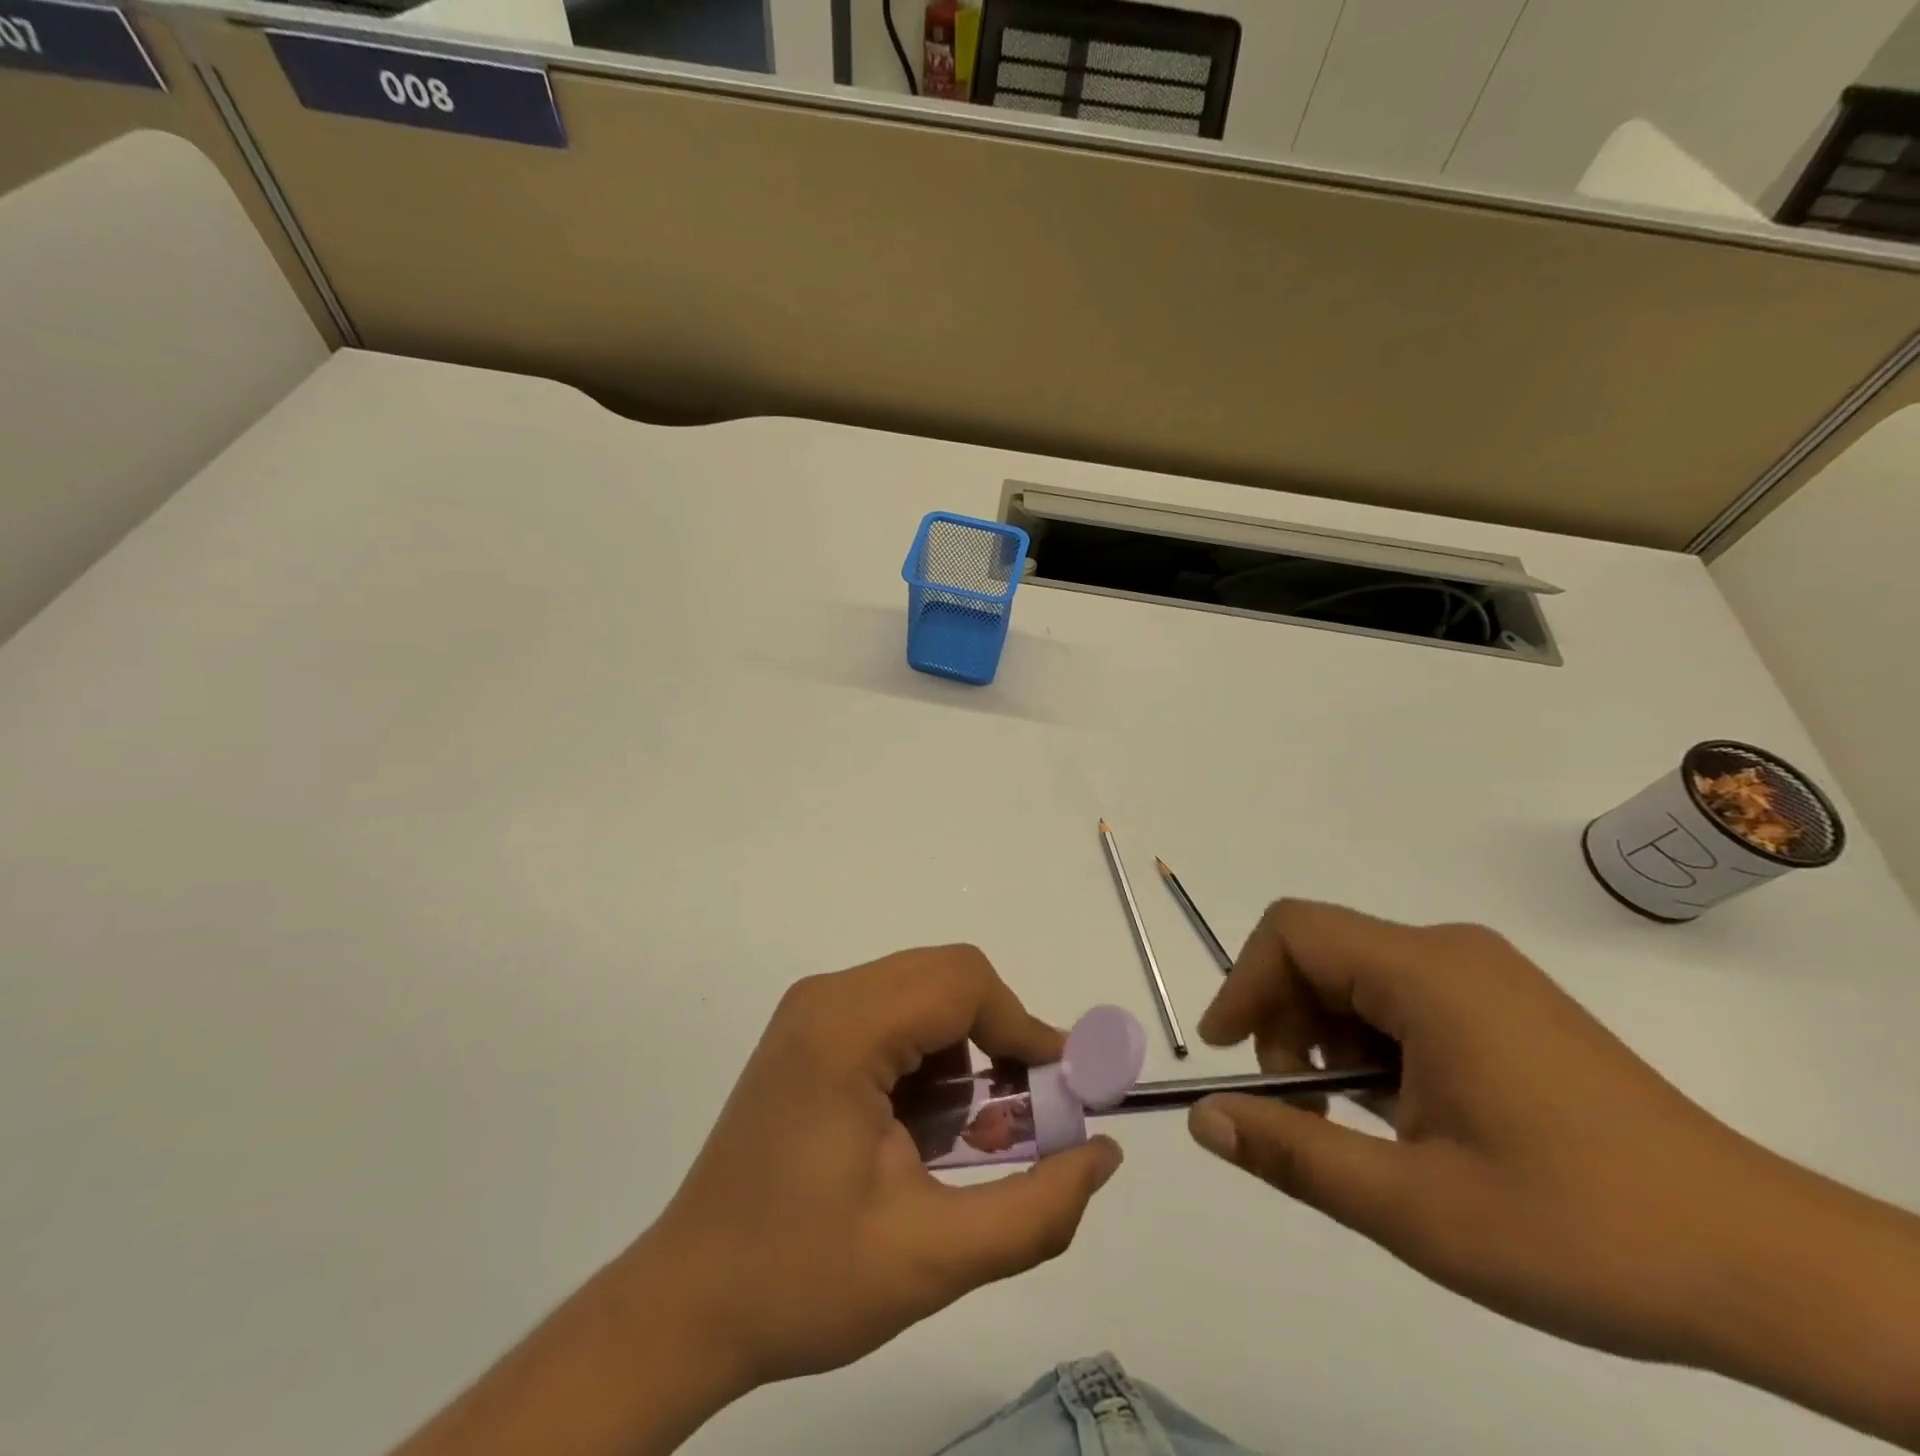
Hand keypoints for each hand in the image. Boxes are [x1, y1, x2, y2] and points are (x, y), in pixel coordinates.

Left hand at [643, 945, 1122, 1388]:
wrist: (686, 1304)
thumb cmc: (802, 1281)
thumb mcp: (933, 1257)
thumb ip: (1036, 1209)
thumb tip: (1104, 1155)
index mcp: (845, 1031)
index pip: (964, 984)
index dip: (1026, 1028)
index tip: (1062, 1093)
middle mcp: (825, 998)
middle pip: (946, 977)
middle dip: (998, 1039)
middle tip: (1021, 1117)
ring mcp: (809, 1011)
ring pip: (923, 993)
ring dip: (963, 1052)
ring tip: (961, 1137)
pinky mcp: (805, 1033)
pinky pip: (892, 1013)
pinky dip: (927, 1058)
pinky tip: (916, 1130)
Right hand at [1185, 900, 1772, 1365]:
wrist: (1772, 1271)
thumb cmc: (1583, 1231)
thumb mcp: (1416, 1208)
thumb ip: (1295, 1154)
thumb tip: (1204, 1120)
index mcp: (1428, 973)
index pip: (1293, 932)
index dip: (1243, 983)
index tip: (1227, 1055)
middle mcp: (1452, 954)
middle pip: (1322, 955)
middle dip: (1285, 1023)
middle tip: (1298, 1112)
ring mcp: (1485, 980)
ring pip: (1360, 982)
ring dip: (1328, 1043)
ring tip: (1351, 1128)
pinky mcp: (1507, 1010)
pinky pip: (1404, 1003)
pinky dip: (1373, 1049)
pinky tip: (1401, 1120)